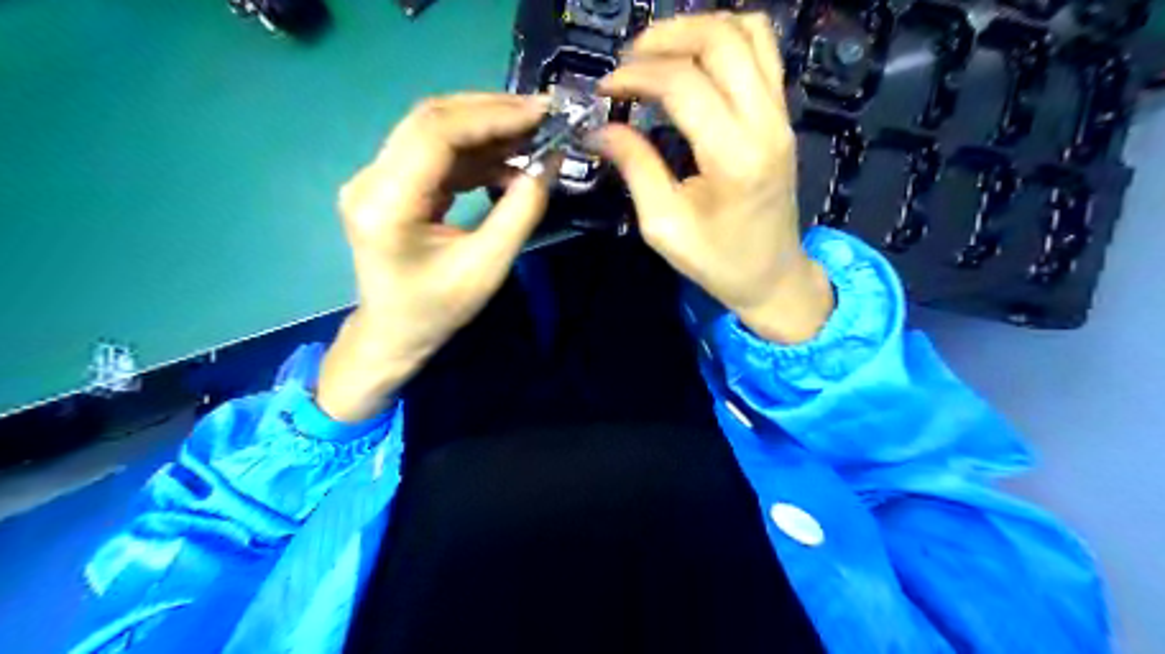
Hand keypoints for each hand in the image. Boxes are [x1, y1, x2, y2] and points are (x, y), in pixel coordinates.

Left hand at [318, 92, 556, 423]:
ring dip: (486, 128)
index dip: (490, 116)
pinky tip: (509, 158)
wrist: (394, 333)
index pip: (435, 134)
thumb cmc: (437, 310)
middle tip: (542, 115)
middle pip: (431, 120)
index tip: (540, 113)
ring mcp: (376, 177)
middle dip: (491, 112)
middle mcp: (370, 179)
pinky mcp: (390, 182)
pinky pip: (436, 152)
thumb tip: (549, 163)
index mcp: (386, 204)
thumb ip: (520, 212)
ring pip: (434, 130)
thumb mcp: (487, 267)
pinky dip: (476, 150)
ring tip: (533, 134)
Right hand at [595, 12, 831, 343]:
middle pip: (721, 39)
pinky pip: (762, 52)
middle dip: (665, 37)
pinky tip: (694, 61)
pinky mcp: (782, 116)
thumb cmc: (717, 261)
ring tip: (658, 53)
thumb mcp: (664, 225)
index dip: (637, 75)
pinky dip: (724, 40)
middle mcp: (766, 123)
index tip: (605, 89)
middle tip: (628, 60)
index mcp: (734, 156)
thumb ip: (635, 168)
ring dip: (698, 29)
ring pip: (748, 33)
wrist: (773, 276)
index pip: (684, 83)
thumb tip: (599, 130)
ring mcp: (781, 114)